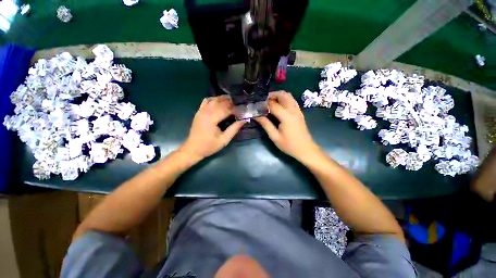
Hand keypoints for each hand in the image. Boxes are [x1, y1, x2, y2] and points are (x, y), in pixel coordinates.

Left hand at [181, 95, 244, 160]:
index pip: (226, 109)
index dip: (236, 109)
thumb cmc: (209, 146)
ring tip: (233, 102)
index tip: (243, 111)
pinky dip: (214, 99)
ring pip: (214, 99)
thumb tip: (244, 120)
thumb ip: (234, 129)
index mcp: (212, 119)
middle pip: (220, 102)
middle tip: (240, 105)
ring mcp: (201, 111)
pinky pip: (207, 101)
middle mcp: (206, 112)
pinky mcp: (199, 112)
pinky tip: (220, 101)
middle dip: (231, 102)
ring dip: (224, 99)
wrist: (193, 149)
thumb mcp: (224, 140)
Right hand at [255, 91, 319, 161]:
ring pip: (289, 96)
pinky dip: (284, 99)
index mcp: (286, 116)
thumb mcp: (275, 137)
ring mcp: (298, 110)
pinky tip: (279, 106)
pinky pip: (292, 100)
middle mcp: (293, 110)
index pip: (273, 104)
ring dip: (279, 95)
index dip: (264, 104)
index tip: (256, 105)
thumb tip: (257, 116)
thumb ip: (266, 124)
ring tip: (270, 102)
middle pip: (283, 95)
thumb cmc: (289, 145)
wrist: (306, 149)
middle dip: (272, 95)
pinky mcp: (299, 112)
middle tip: (263, 101)